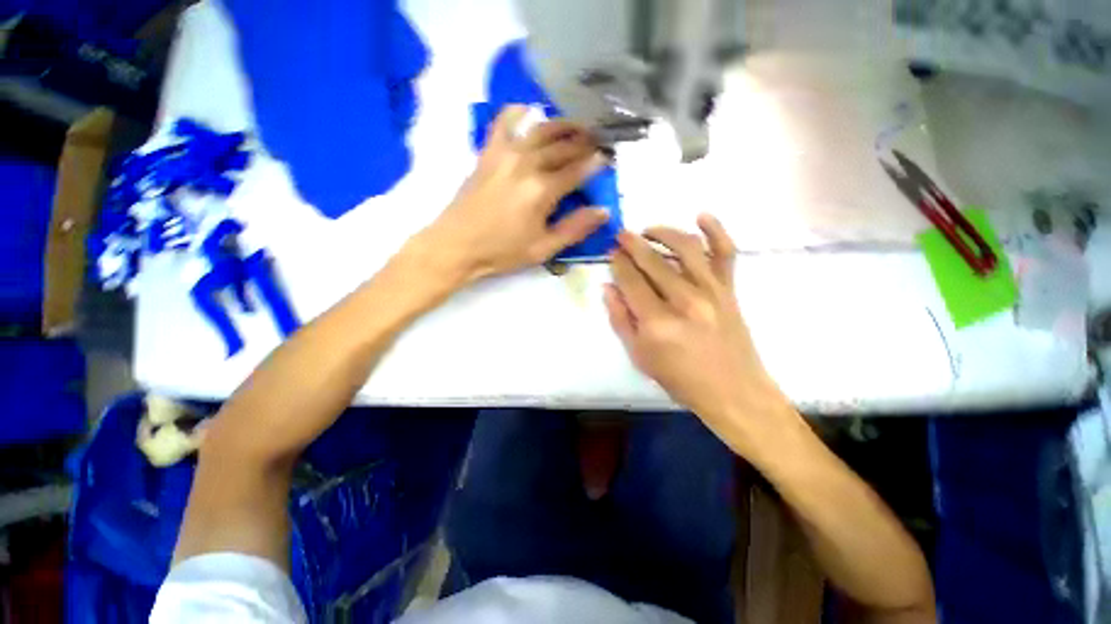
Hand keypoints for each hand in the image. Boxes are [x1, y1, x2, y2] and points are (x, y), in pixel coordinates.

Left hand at [415, 105, 608, 284]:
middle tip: (598, 140)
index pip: (577, 170)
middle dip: (584, 142)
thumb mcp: (543, 248)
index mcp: (542, 190)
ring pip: (541, 129)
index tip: (608, 157)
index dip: (596, 163)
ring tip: (577, 126)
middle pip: (563, 146)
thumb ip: (574, 229)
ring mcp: (505, 153)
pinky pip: (504, 121)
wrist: (457, 244)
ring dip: (563, 125)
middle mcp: (527, 164)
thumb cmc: (502, 251)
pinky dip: (519, 111)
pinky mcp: (488, 152)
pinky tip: (530, 111)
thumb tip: (603, 211)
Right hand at [604, 215, 786, 436]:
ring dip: (663, 232)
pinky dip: (716, 230)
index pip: (631, 281)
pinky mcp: (729, 289)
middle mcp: (684, 300)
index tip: (611, 253)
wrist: (733, 391)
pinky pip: (725, 252)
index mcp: (657, 322)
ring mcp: (711, 291)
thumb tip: (608, 288)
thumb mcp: (639, 356)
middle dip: (633, 244)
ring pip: (685, 248)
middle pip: (653, 261)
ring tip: (648, 231)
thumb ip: (620, 319)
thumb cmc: (680, 379)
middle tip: (621, 235)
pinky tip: (701, 217)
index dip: (618, 263)